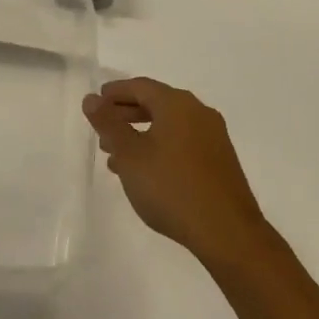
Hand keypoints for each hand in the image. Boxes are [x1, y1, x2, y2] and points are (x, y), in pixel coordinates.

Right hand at [83, 77, 267, 266]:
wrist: (226, 231)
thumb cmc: (171, 186)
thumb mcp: (129, 154)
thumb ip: (108, 123)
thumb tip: (91, 99)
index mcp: (177, 104)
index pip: (140, 86)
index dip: (115, 92)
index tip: (95, 102)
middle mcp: (199, 113)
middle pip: (156, 103)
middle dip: (126, 114)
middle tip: (102, 129)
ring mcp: (213, 138)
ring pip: (169, 126)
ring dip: (141, 134)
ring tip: (116, 156)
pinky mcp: (220, 161)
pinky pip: (182, 143)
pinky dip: (159, 148)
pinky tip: (145, 173)